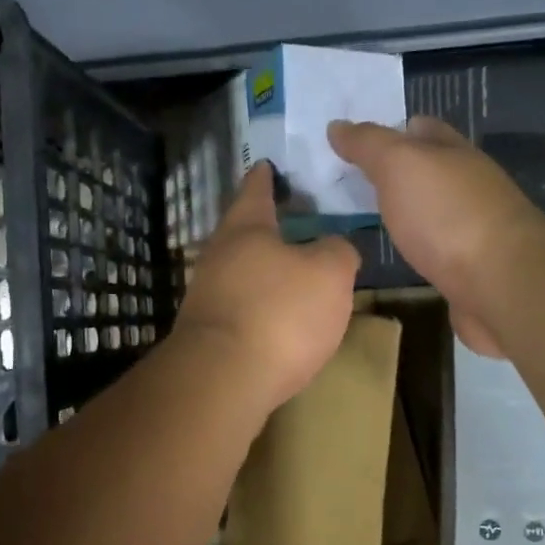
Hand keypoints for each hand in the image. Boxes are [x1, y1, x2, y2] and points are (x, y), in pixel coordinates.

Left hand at [173, 162, 361, 412]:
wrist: (224, 379)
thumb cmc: (280, 312)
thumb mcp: (329, 273)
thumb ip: (337, 251)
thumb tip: (333, 248)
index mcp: (246, 228)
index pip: (256, 191)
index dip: (265, 177)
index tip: (266, 165)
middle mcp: (218, 256)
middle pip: (243, 232)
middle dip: (266, 227)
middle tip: (292, 222)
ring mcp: (207, 296)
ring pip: (240, 272)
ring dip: (263, 270)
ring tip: (293, 274)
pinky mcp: (207, 334)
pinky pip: (240, 307)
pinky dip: (259, 305)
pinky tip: (278, 319)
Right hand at [327, 116, 540, 356]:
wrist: (500, 283)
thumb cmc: (446, 214)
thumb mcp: (399, 165)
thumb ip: (368, 144)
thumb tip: (337, 125)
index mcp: (454, 153)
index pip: (421, 129)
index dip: (391, 130)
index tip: (353, 143)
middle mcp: (468, 186)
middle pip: (428, 171)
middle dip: (394, 174)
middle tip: (348, 184)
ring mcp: (473, 229)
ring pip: (431, 212)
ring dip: (405, 213)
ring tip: (363, 221)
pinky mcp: (470, 269)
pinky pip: (436, 250)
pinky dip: (416, 248)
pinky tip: (397, 256)